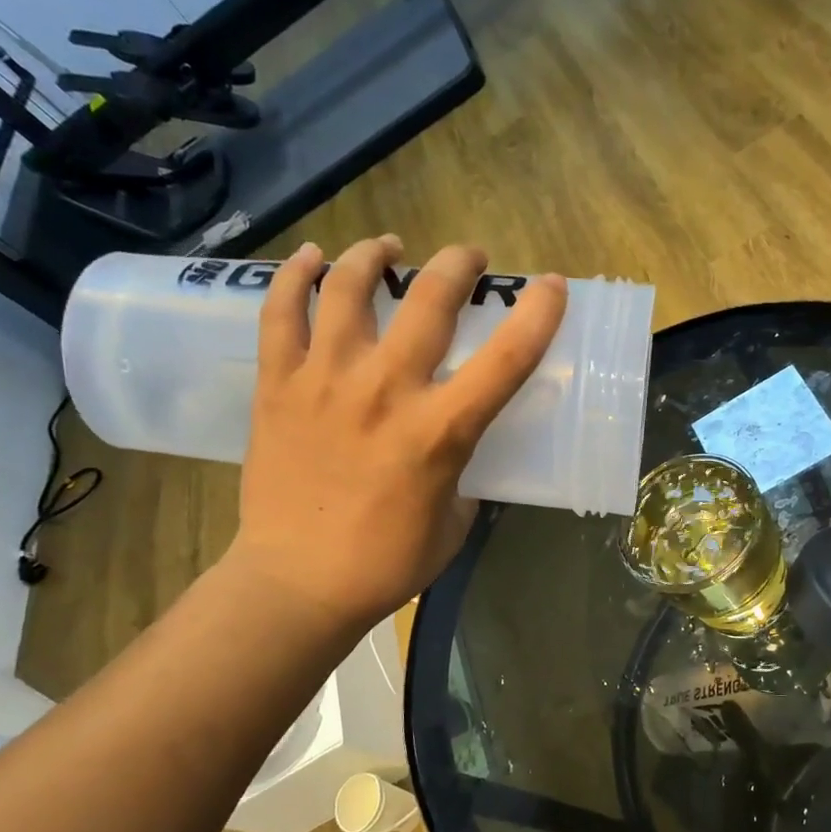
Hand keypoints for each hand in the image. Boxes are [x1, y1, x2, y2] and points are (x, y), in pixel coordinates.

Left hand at [227, 237, 565, 628]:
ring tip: (388, 248)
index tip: (552, 287)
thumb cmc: (387, 563)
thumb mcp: (454, 521)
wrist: (297, 583)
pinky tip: (310, 259)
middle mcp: (386, 391)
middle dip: (458, 265)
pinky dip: (294, 277)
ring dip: (374, 256)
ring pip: (348, 289)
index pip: (506, 359)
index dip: (538, 315)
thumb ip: (462, 471)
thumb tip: (456, 445)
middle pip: (429, 301)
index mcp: (441, 431)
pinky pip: (280, 313)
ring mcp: (325, 381)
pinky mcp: (278, 386)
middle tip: (468, 258)